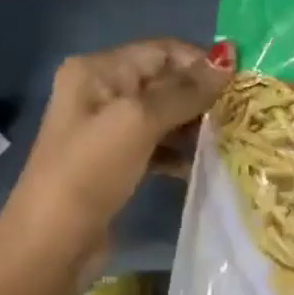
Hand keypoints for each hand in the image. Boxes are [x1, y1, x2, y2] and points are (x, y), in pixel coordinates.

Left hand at [1, 38, 232, 266]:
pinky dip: (179, 151)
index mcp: (97, 70)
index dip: (201, 62)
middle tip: (240, 113)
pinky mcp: (116, 162)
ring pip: (163, 114)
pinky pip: (157, 144)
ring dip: (194, 124)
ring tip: (229, 137)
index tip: (241, 84)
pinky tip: (203, 163)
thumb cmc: (91, 171)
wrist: (51, 244)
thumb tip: (230, 55)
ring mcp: (107, 129)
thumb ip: (186, 91)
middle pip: (163, 81)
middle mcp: (100, 91)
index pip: (161, 50)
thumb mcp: (139, 122)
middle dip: (201, 94)